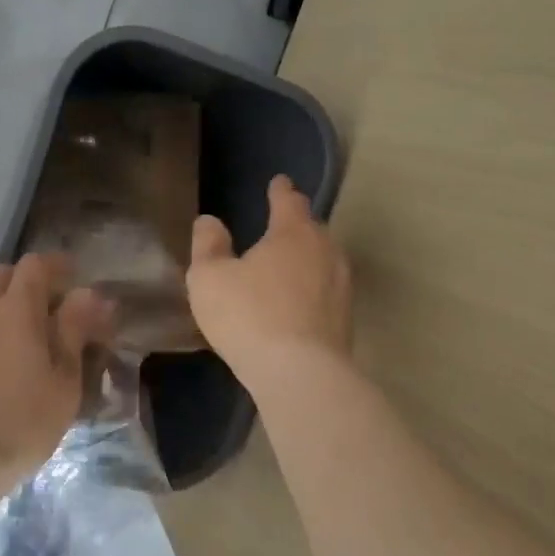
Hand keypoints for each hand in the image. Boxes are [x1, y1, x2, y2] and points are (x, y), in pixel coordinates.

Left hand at [0, 254, 113, 493]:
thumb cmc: (17, 429)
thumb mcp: (63, 386)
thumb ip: (74, 332)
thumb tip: (89, 293)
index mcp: (15, 310)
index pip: (36, 266)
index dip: (55, 266)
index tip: (68, 277)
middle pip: (0, 272)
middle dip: (23, 279)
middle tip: (36, 304)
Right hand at [187, 174, 351, 386]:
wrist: (300, 373)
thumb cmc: (249, 315)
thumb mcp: (210, 278)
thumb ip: (208, 245)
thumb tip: (209, 221)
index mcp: (293, 233)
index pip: (289, 201)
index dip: (281, 190)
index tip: (279, 182)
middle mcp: (325, 251)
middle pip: (312, 229)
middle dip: (297, 224)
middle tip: (281, 225)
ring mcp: (341, 286)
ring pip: (324, 260)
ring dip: (308, 258)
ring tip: (289, 263)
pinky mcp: (346, 319)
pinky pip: (326, 291)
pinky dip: (313, 289)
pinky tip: (298, 302)